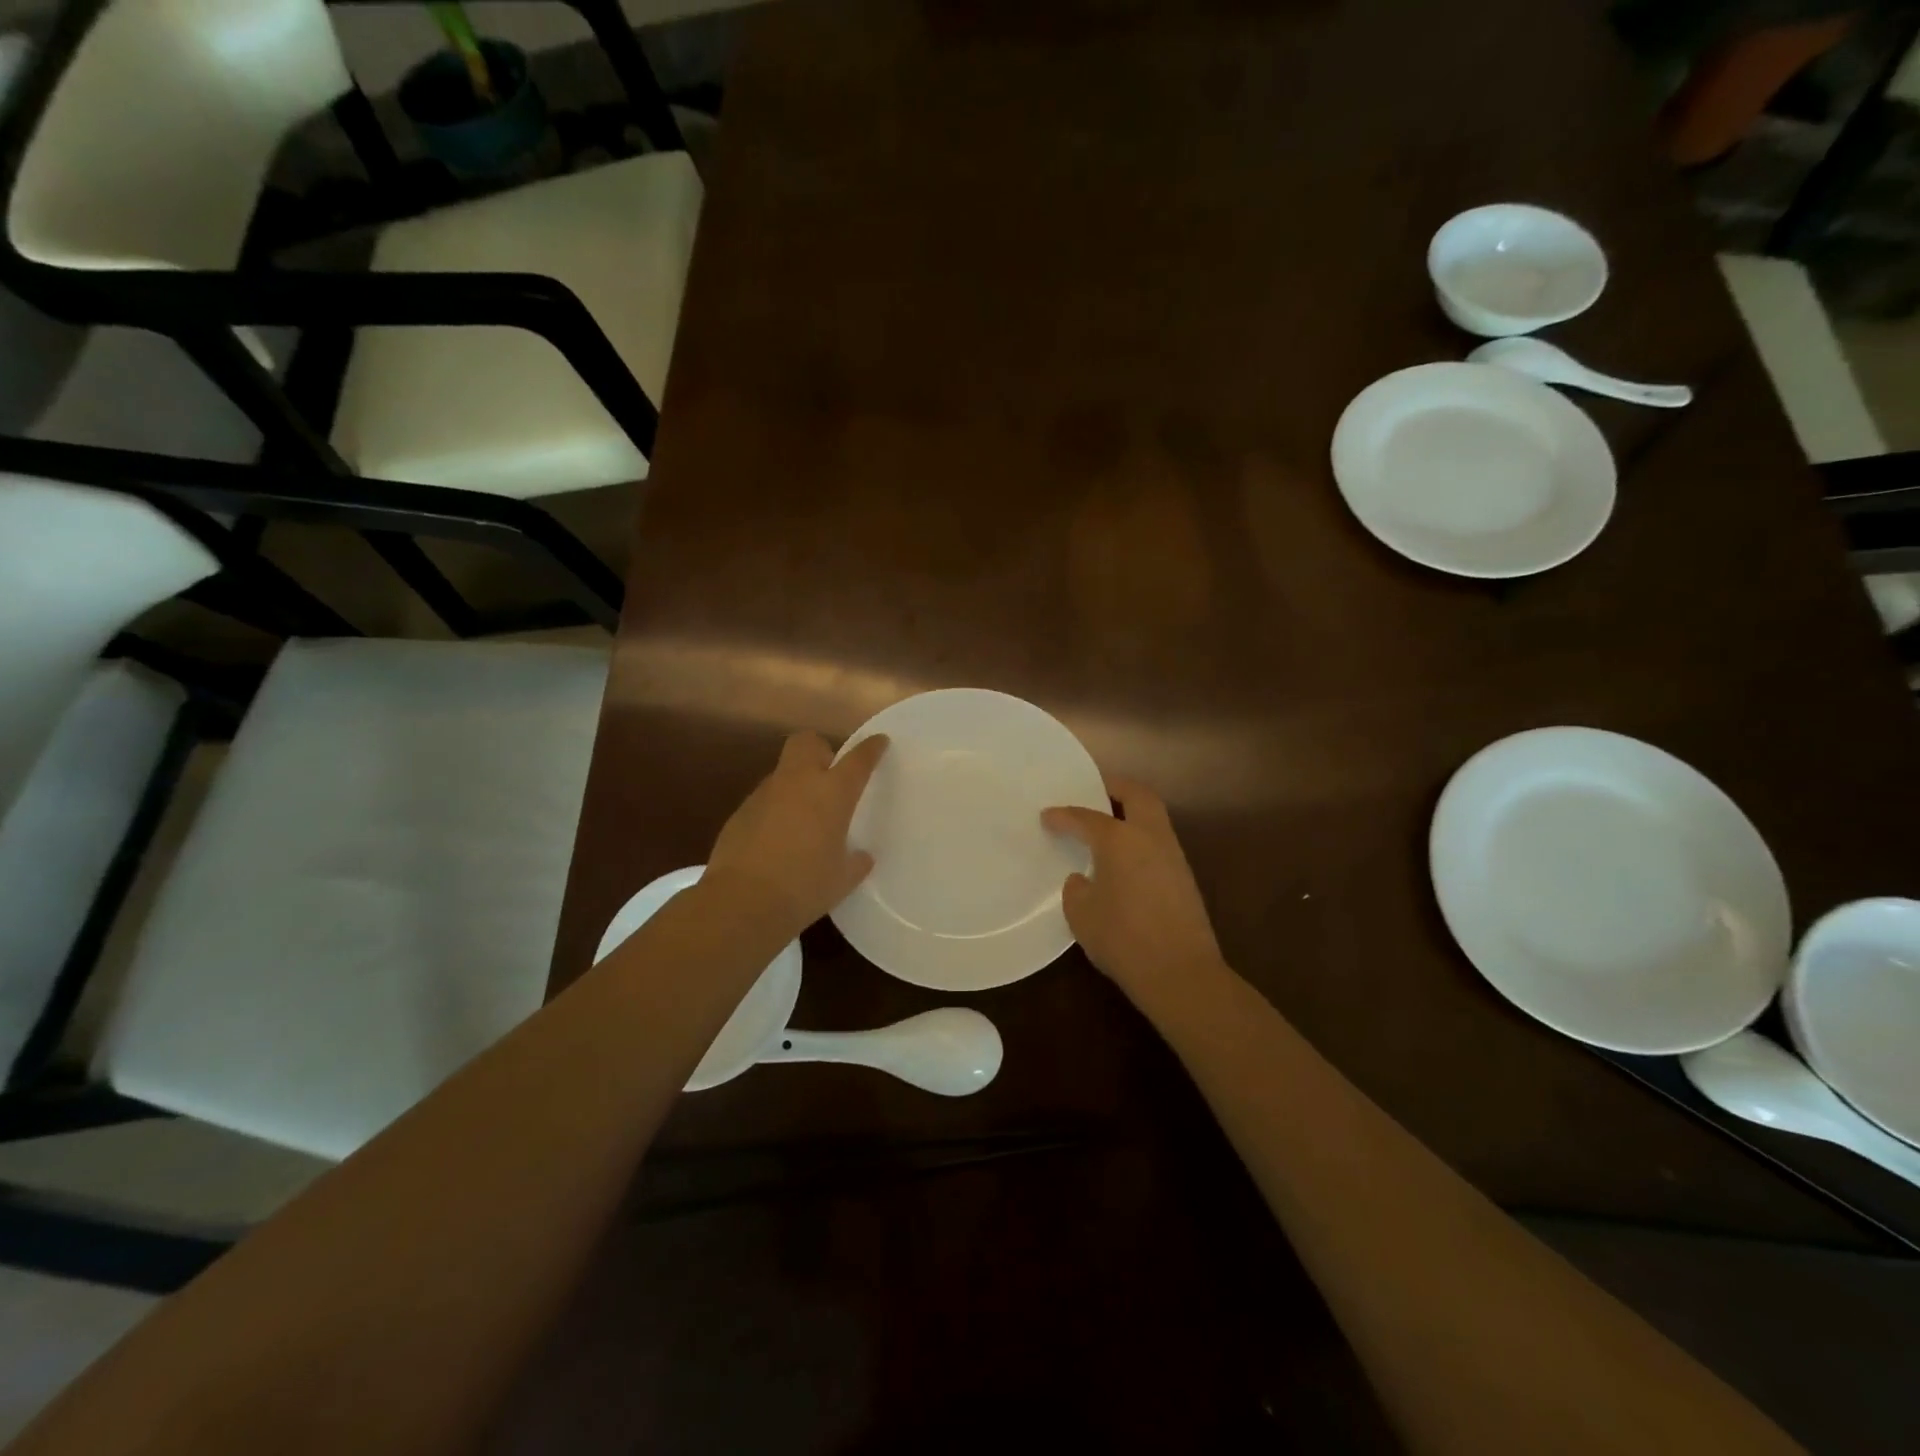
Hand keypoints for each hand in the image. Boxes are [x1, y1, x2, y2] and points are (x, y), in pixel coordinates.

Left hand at [706, 731, 889, 940]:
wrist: (742, 901)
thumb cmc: (805, 887)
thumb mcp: (842, 879)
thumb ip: (856, 862)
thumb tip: (861, 857)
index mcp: (832, 793)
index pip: (858, 759)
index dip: (871, 748)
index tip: (879, 742)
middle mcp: (798, 782)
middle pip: (807, 742)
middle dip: (820, 750)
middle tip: (829, 776)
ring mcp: (765, 794)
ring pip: (783, 772)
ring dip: (796, 784)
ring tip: (802, 817)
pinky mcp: (740, 812)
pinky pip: (764, 800)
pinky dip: (774, 810)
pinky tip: (776, 839)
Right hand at [1042, 778, 1228, 1016]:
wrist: (1180, 973)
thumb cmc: (1122, 938)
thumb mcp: (1081, 914)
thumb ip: (1077, 889)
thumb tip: (1084, 879)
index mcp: (1120, 839)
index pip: (1086, 818)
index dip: (1064, 816)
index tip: (1047, 816)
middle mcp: (1150, 837)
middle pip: (1137, 796)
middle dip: (1115, 788)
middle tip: (1094, 792)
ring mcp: (1173, 856)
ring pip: (1154, 818)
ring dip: (1132, 813)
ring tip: (1107, 827)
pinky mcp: (1185, 879)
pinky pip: (1159, 843)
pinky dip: (1141, 839)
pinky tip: (1125, 860)